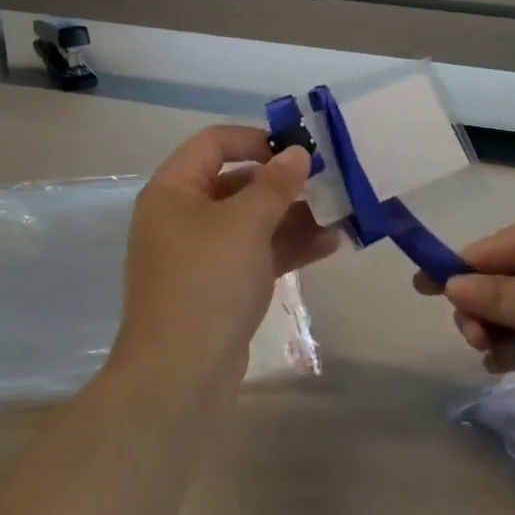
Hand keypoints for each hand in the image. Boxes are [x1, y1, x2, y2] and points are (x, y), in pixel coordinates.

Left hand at [114, 125, 338, 380]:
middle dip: (285, 183)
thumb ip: (275, 184)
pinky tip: (330, 245)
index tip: (299, 150)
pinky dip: (287, 247)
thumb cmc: (207, 282)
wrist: (180, 375)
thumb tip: (297, 152)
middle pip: (237, 183)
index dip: (256, 139)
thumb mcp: (245, 224)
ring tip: (341, 216)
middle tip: (331, 183)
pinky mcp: (219, 286)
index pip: (214, 143)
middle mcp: (182, 216)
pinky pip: (255, 254)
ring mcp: (200, 254)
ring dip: (294, 217)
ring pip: (252, 222)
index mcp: (173, 190)